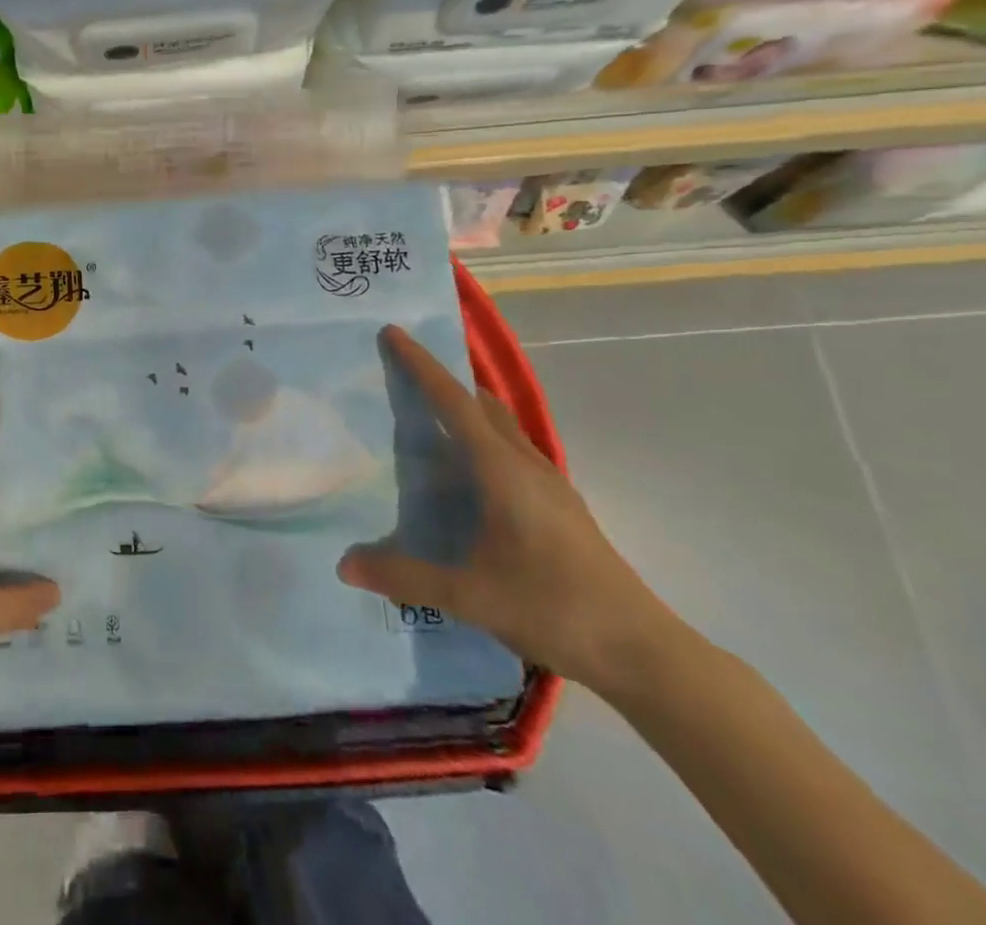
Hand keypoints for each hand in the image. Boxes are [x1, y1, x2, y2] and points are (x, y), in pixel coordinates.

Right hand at [337, 325, 677, 690]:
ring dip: (466, 409)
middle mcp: (526, 464)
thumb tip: (344, 565)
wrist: (642, 651)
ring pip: (501, 426)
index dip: (422, 366)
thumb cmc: (553, 607)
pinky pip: (512, 451)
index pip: (454, 402)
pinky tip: (468, 475)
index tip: (394, 333)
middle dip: (443, 380)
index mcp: (502, 470)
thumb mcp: (469, 595)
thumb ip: (404, 575)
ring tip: (428, 418)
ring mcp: (549, 484)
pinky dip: (482, 439)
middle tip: (403, 372)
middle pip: (481, 404)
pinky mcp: (560, 506)